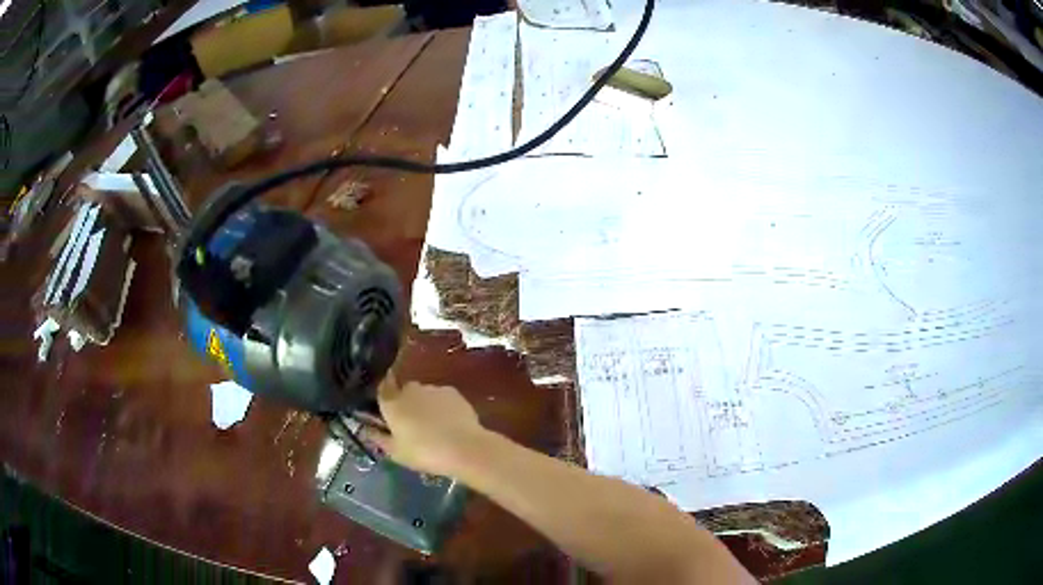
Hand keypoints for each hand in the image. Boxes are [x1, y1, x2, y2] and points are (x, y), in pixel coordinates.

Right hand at [362, 372, 488, 477]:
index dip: (384, 397)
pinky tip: (450, 423)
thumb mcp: (396, 452)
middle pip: (404, 391)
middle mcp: (410, 390)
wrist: (464, 448)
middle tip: (413, 425)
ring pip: (423, 394)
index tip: (388, 409)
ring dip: (425, 405)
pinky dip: (442, 406)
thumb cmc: (424, 453)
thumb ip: (379, 438)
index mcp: (392, 403)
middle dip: (406, 403)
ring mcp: (432, 389)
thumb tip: (365, 429)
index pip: (382, 389)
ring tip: (434, 426)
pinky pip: (441, 396)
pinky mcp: (452, 391)